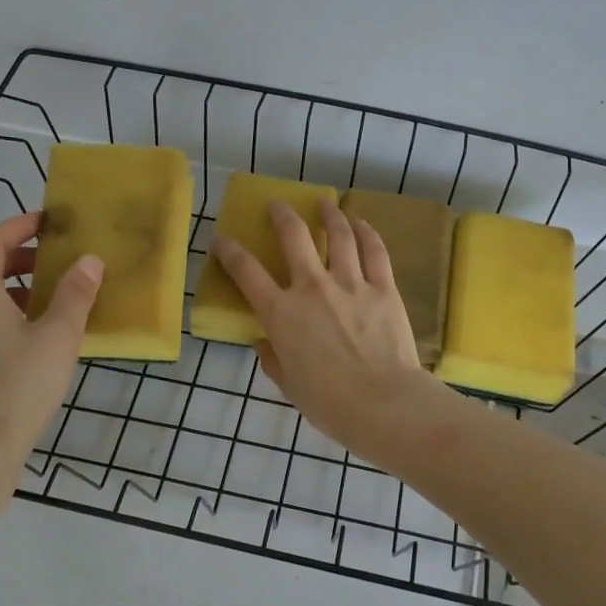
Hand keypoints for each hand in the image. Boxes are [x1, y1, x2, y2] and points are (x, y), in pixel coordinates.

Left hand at [0, 212, 101, 475]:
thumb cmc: (19, 388)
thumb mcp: (58, 338)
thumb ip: (74, 295)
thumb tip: (89, 260)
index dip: (17, 227)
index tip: (48, 223)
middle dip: (11, 255)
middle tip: (49, 260)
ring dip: (4, 284)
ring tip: (43, 297)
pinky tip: (26, 335)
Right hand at [210, 198, 429, 447]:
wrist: (383, 404)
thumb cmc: (330, 403)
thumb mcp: (288, 385)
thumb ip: (272, 359)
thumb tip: (263, 343)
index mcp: (282, 314)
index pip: (246, 272)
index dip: (229, 252)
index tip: (221, 240)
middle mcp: (312, 288)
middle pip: (294, 236)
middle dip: (282, 215)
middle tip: (278, 205)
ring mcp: (351, 283)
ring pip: (338, 235)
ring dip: (329, 214)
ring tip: (324, 202)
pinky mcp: (383, 288)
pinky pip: (374, 251)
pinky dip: (366, 232)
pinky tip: (361, 223)